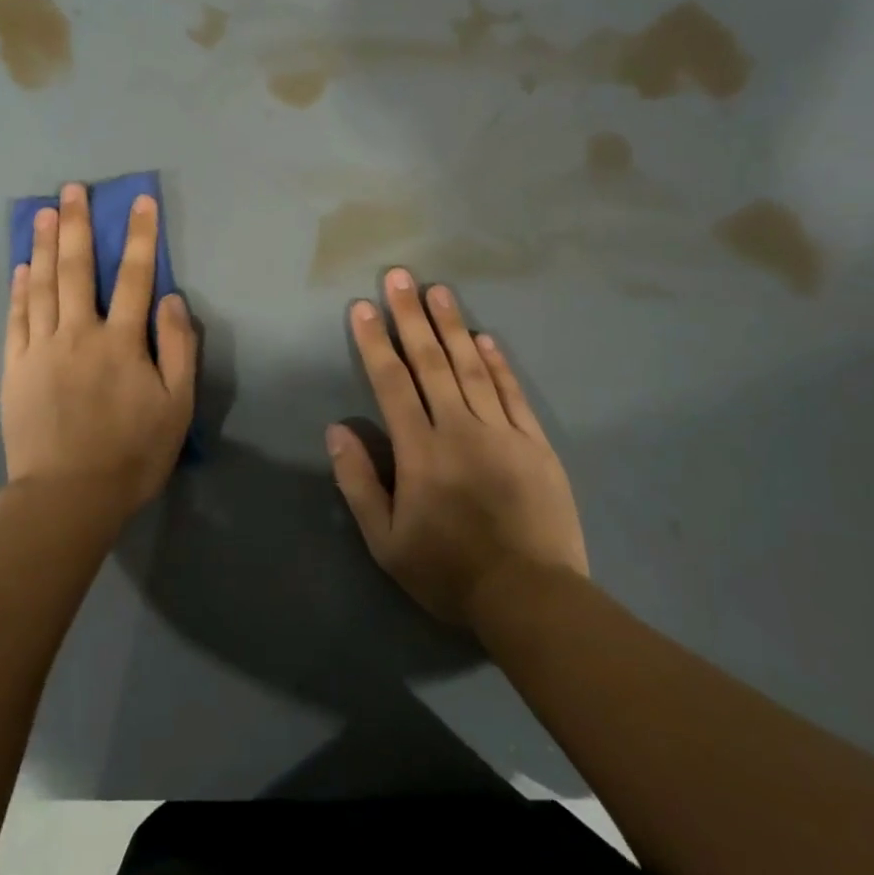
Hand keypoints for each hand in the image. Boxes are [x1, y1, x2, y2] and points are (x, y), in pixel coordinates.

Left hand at [2, 184, 196, 522]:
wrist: (68, 496)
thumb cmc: (131, 454)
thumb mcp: (177, 407)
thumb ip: (178, 349)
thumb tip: (171, 299)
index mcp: (121, 341)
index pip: (136, 277)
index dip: (140, 237)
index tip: (139, 201)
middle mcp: (79, 333)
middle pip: (78, 269)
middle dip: (78, 225)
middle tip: (73, 189)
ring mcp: (41, 348)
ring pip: (42, 285)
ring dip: (45, 246)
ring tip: (44, 213)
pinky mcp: (15, 368)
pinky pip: (16, 318)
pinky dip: (19, 289)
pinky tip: (21, 266)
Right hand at [328, 267, 587, 627]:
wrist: (531, 598)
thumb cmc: (448, 572)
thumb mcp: (386, 541)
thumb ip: (359, 482)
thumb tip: (338, 430)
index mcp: (420, 451)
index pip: (391, 383)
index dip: (374, 342)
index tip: (363, 306)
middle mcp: (459, 429)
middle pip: (431, 362)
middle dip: (411, 316)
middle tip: (399, 276)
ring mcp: (502, 432)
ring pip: (472, 367)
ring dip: (452, 326)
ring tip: (438, 290)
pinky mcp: (534, 444)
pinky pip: (512, 393)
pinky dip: (498, 363)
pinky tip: (485, 338)